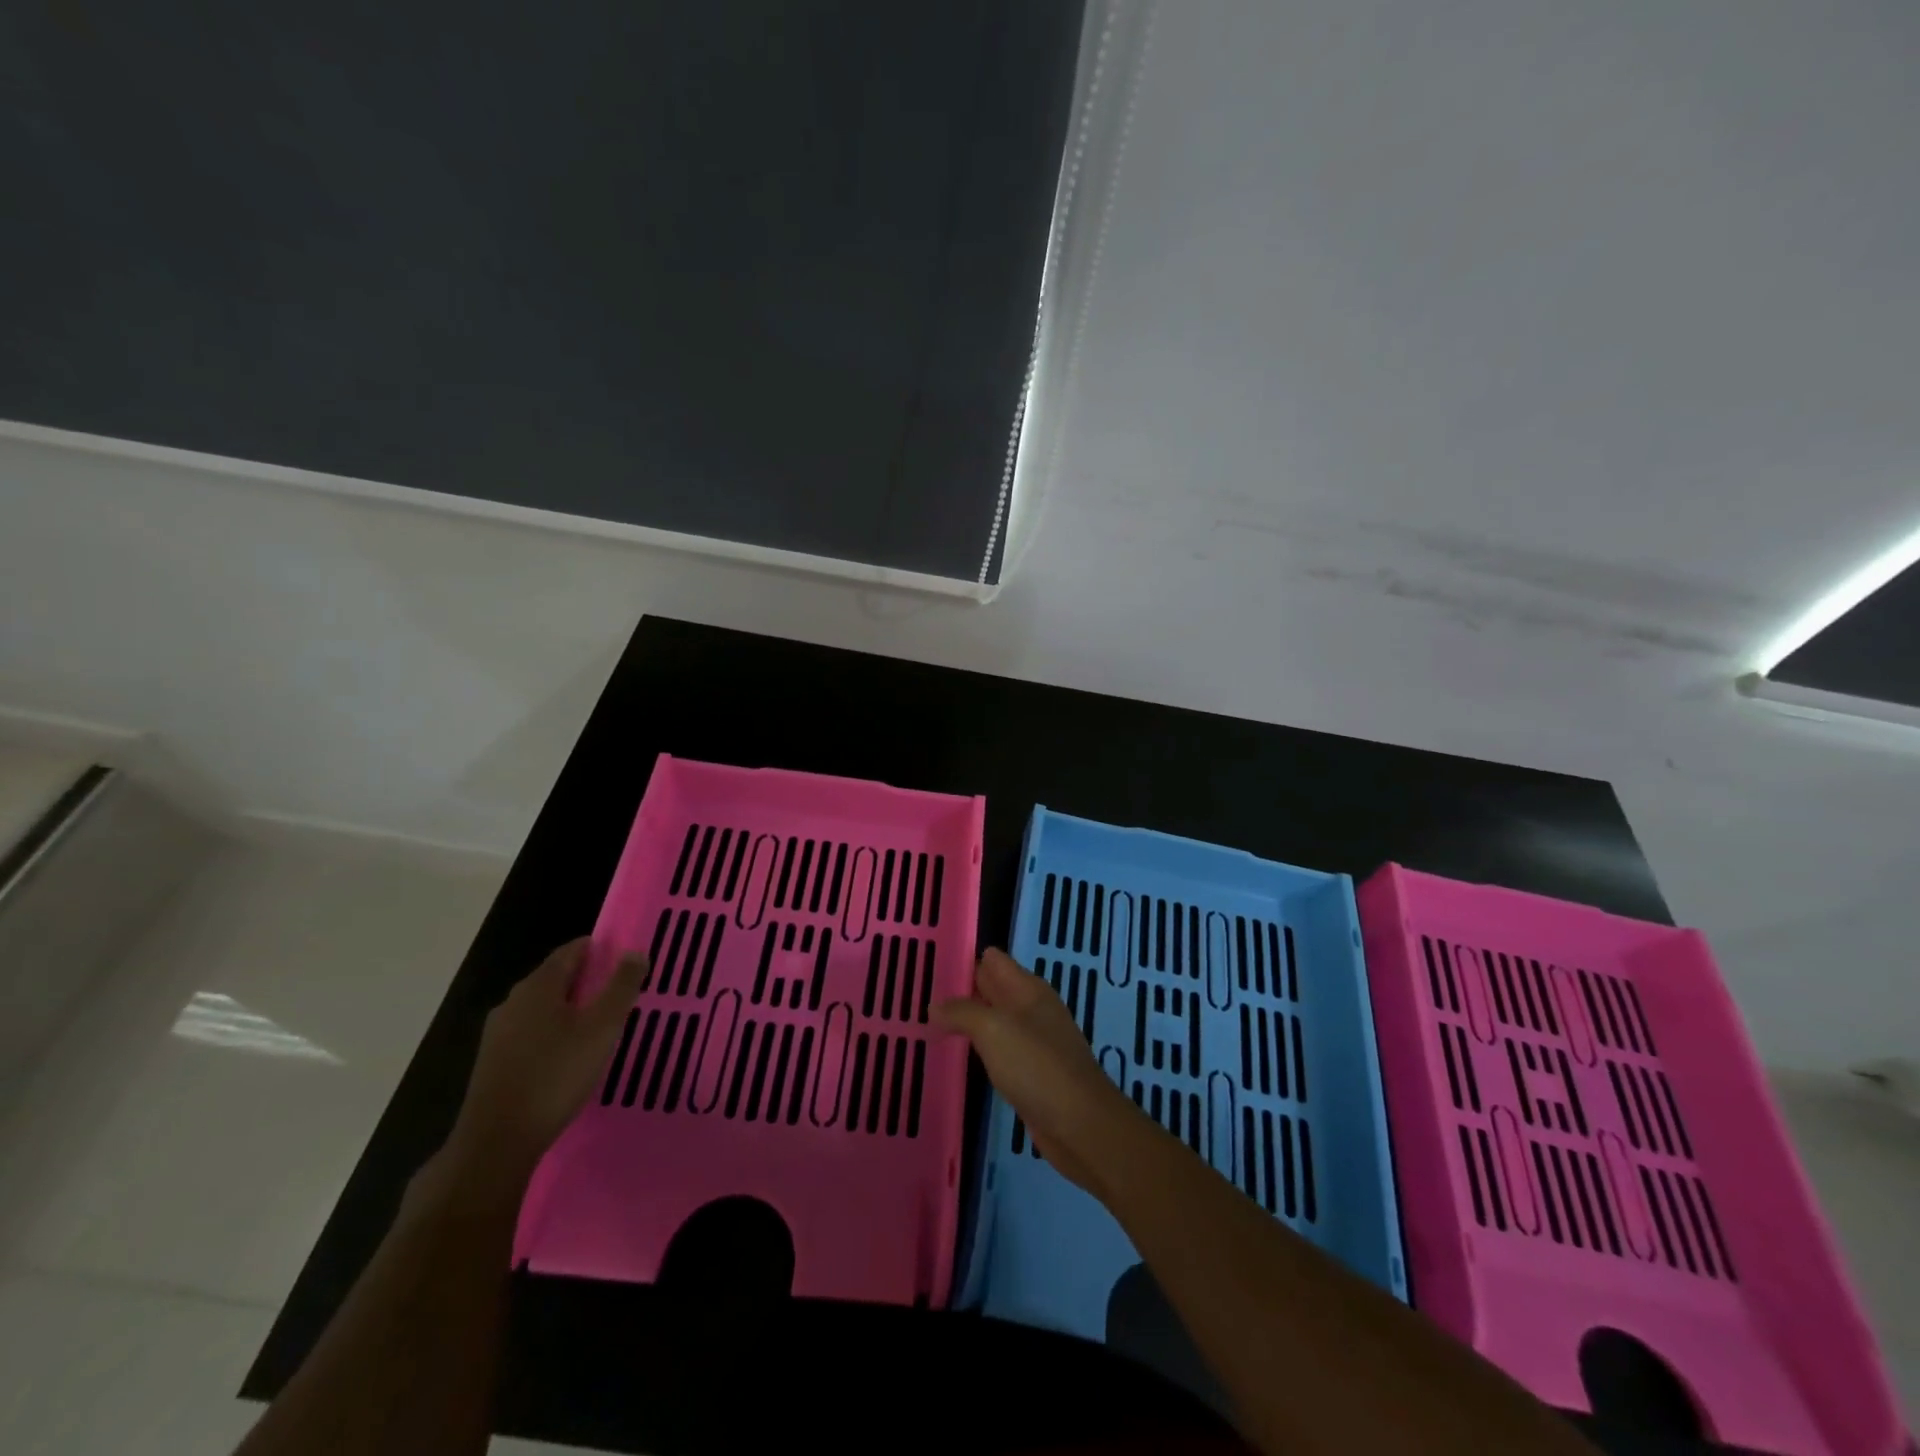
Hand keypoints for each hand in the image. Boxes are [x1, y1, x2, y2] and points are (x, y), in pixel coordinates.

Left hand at [448, 938, 649, 1179]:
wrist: (496, 1142)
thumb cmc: (556, 1075)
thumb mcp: (602, 1028)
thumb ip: (621, 987)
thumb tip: (635, 952)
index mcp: (538, 986)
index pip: (571, 951)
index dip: (599, 949)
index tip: (624, 960)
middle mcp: (513, 1001)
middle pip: (555, 978)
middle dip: (587, 980)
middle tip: (619, 993)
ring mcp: (498, 1033)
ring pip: (542, 1008)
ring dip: (570, 1009)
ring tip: (599, 1025)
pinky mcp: (493, 1062)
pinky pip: (530, 1033)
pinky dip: (553, 1033)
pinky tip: (569, 1055)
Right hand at [934, 948, 1142, 1195]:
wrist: (1080, 1126)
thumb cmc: (1037, 1066)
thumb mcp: (994, 1029)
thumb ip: (962, 1012)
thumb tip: (934, 1006)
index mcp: (1028, 989)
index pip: (992, 960)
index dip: (964, 959)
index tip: (929, 965)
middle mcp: (1031, 1009)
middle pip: (992, 988)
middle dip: (960, 989)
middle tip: (919, 992)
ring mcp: (1033, 1042)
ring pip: (993, 1020)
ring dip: (967, 1020)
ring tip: (929, 1021)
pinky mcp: (1030, 1073)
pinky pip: (998, 1049)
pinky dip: (978, 1048)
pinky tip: (957, 1054)